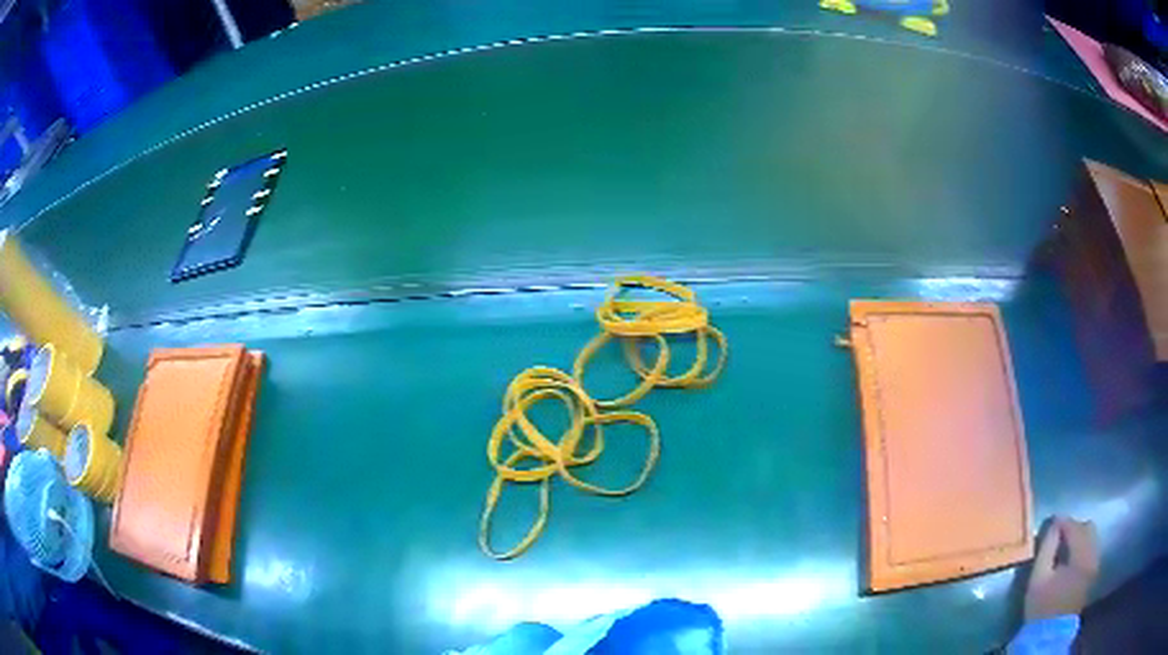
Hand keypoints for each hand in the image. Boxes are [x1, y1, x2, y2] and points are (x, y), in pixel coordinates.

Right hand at [1024, 517, 1099, 620]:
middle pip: (1088, 528)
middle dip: (1074, 527)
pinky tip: (1072, 558)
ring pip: (1092, 538)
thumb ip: (1046, 549)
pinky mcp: (1093, 572)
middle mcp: (1092, 555)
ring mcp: (1095, 564)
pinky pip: (1092, 549)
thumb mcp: (1038, 579)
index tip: (1053, 522)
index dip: (1063, 522)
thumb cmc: (1042, 606)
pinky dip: (1083, 547)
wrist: (1049, 634)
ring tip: (1065, 546)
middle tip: (1059, 534)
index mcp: (1080, 555)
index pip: (1075, 527)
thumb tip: (1053, 527)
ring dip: (1079, 537)